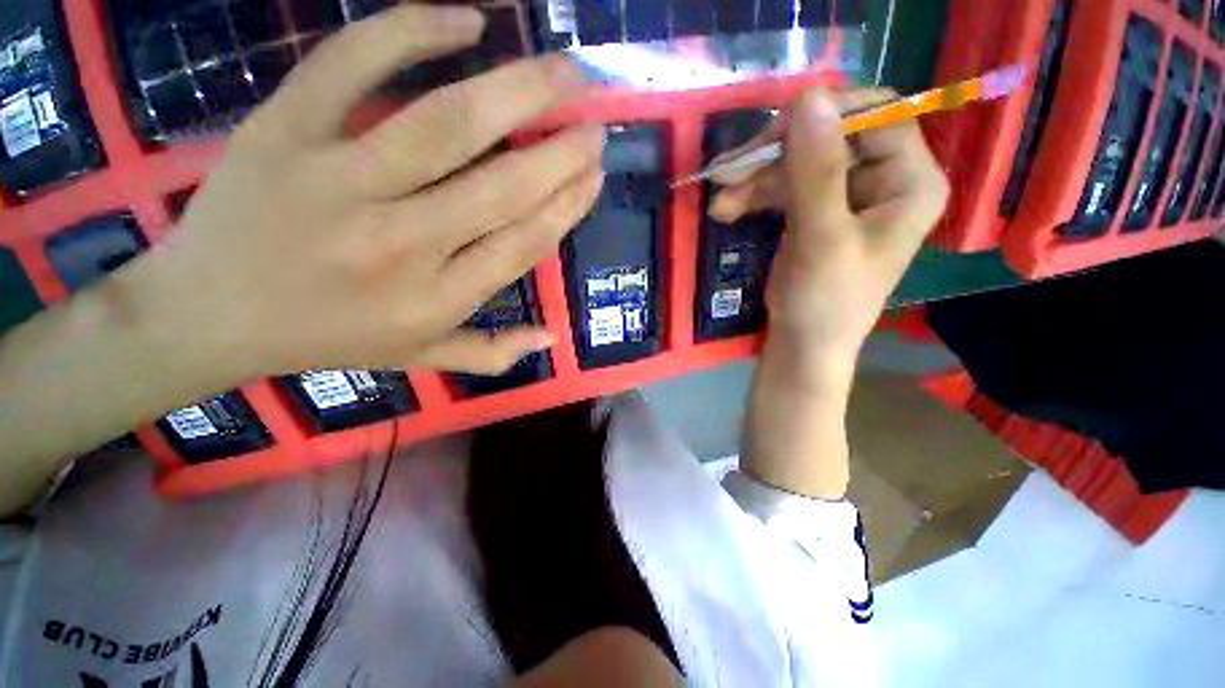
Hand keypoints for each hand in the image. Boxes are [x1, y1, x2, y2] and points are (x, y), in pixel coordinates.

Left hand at [127, 4, 604, 386]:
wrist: (205, 316)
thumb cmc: (325, 339)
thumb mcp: (419, 357)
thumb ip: (492, 352)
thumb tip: (551, 338)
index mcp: (434, 301)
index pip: (523, 244)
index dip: (568, 205)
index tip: (595, 174)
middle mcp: (400, 245)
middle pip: (502, 187)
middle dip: (561, 152)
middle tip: (596, 122)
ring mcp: (336, 182)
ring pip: (447, 123)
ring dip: (520, 89)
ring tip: (566, 69)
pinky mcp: (282, 130)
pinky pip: (351, 63)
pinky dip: (411, 29)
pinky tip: (466, 20)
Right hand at [712, 89, 948, 369]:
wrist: (801, 345)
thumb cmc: (824, 302)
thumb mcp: (822, 239)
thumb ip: (816, 172)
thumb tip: (808, 97)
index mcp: (910, 182)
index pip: (879, 117)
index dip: (826, 116)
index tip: (773, 133)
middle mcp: (884, 180)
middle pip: (830, 138)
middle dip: (775, 154)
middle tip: (728, 170)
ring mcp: (845, 195)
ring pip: (799, 162)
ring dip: (755, 178)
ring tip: (720, 199)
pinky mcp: (814, 211)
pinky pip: (784, 186)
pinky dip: (754, 194)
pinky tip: (727, 209)